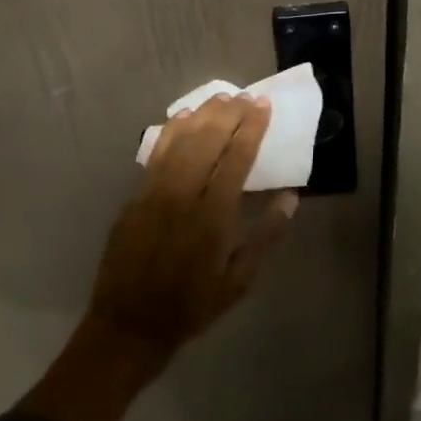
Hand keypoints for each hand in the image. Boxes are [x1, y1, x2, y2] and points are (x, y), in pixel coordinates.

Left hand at [85, 94, 298, 363]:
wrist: (130, 324)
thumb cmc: (192, 306)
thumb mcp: (238, 281)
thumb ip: (265, 237)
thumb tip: (290, 199)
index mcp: (213, 218)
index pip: (236, 160)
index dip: (251, 129)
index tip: (263, 106)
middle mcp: (183, 197)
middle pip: (207, 142)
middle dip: (229, 114)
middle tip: (245, 96)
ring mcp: (154, 195)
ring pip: (180, 142)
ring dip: (202, 116)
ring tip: (221, 98)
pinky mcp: (135, 198)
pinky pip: (156, 155)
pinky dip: (171, 132)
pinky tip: (183, 117)